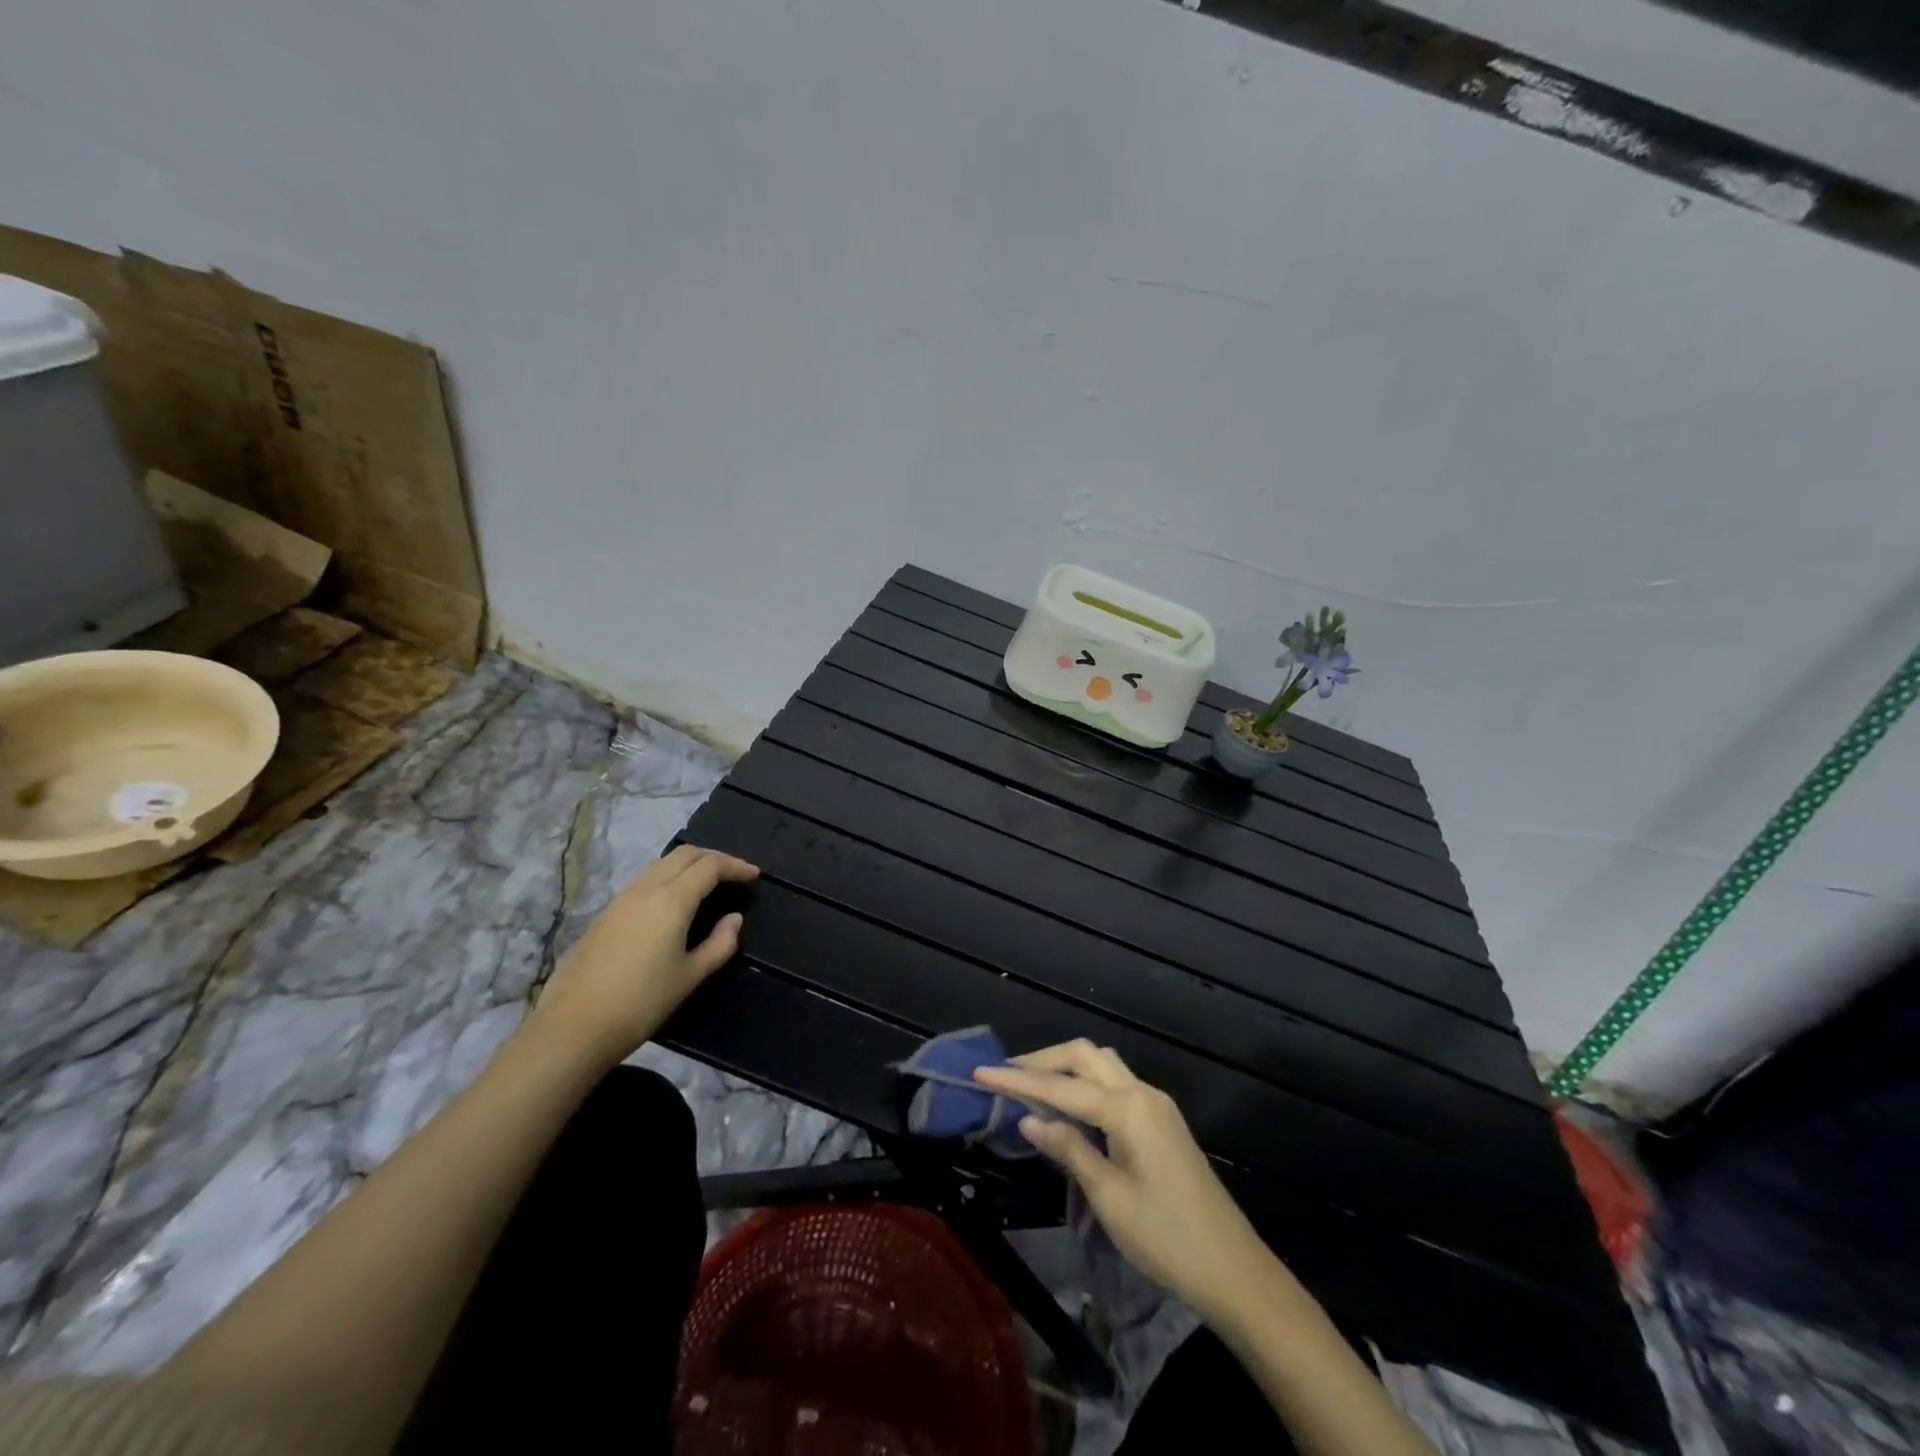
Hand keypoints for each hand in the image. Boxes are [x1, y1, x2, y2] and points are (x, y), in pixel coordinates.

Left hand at [529, 845, 758, 1069]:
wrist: (574, 1026)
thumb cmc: (641, 1002)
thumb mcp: (690, 976)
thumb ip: (719, 944)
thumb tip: (734, 919)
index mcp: (672, 900)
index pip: (710, 866)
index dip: (736, 866)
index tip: (755, 875)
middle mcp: (647, 888)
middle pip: (685, 854)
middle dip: (714, 857)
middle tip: (735, 872)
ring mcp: (623, 898)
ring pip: (663, 862)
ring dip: (690, 863)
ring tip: (708, 881)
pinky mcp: (607, 912)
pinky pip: (646, 877)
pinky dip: (670, 875)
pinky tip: (675, 898)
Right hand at [974, 1041, 1274, 1322]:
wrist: (1234, 1270)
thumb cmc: (1166, 1238)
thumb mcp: (1109, 1197)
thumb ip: (1069, 1148)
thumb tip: (1029, 1118)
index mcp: (1127, 1108)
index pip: (1061, 1086)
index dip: (1017, 1080)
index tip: (980, 1073)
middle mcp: (1142, 1092)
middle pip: (1084, 1056)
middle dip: (1043, 1060)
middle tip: (1005, 1075)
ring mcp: (1156, 1104)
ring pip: (1102, 1064)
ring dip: (1066, 1067)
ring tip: (1032, 1085)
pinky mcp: (1162, 1120)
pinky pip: (1116, 1083)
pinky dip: (1086, 1084)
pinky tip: (1069, 1106)